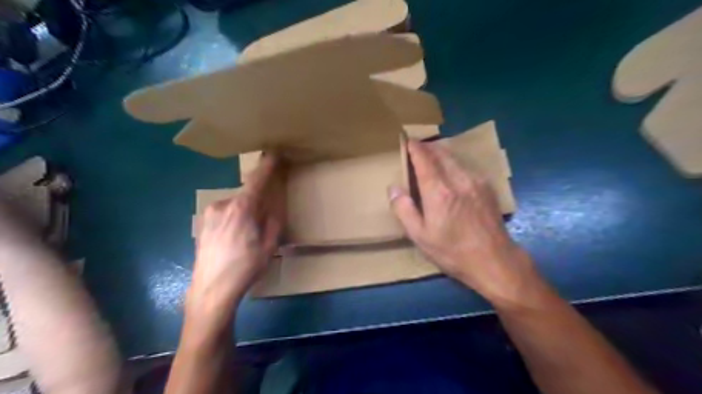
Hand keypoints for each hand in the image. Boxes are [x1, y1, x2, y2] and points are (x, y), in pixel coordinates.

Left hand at [188, 156, 285, 317]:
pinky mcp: (202, 223)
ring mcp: (210, 214)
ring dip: (246, 211)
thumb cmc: (246, 268)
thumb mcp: (269, 245)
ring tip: (248, 235)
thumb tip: (273, 205)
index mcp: (243, 208)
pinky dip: (234, 218)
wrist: (211, 290)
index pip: (258, 179)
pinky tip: (234, 239)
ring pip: (235, 204)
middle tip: (265, 219)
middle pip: (247, 194)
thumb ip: (274, 220)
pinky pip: (224, 213)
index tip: (275, 152)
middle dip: (259, 200)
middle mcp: (223, 205)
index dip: (268, 165)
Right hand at [389, 141, 541, 308]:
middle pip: (441, 153)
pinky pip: (466, 166)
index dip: (415, 148)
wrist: (494, 260)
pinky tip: (451, 170)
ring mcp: (475, 181)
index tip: (408, 141)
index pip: (424, 159)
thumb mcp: (420, 236)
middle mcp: (458, 179)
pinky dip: (454, 163)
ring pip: (454, 158)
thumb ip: (403, 209)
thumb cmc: (452, 251)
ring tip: (431, 155)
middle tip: (417, 146)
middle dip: (428, 147)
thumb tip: (393, 188)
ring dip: (441, 153)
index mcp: (438, 191)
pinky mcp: (486, 187)